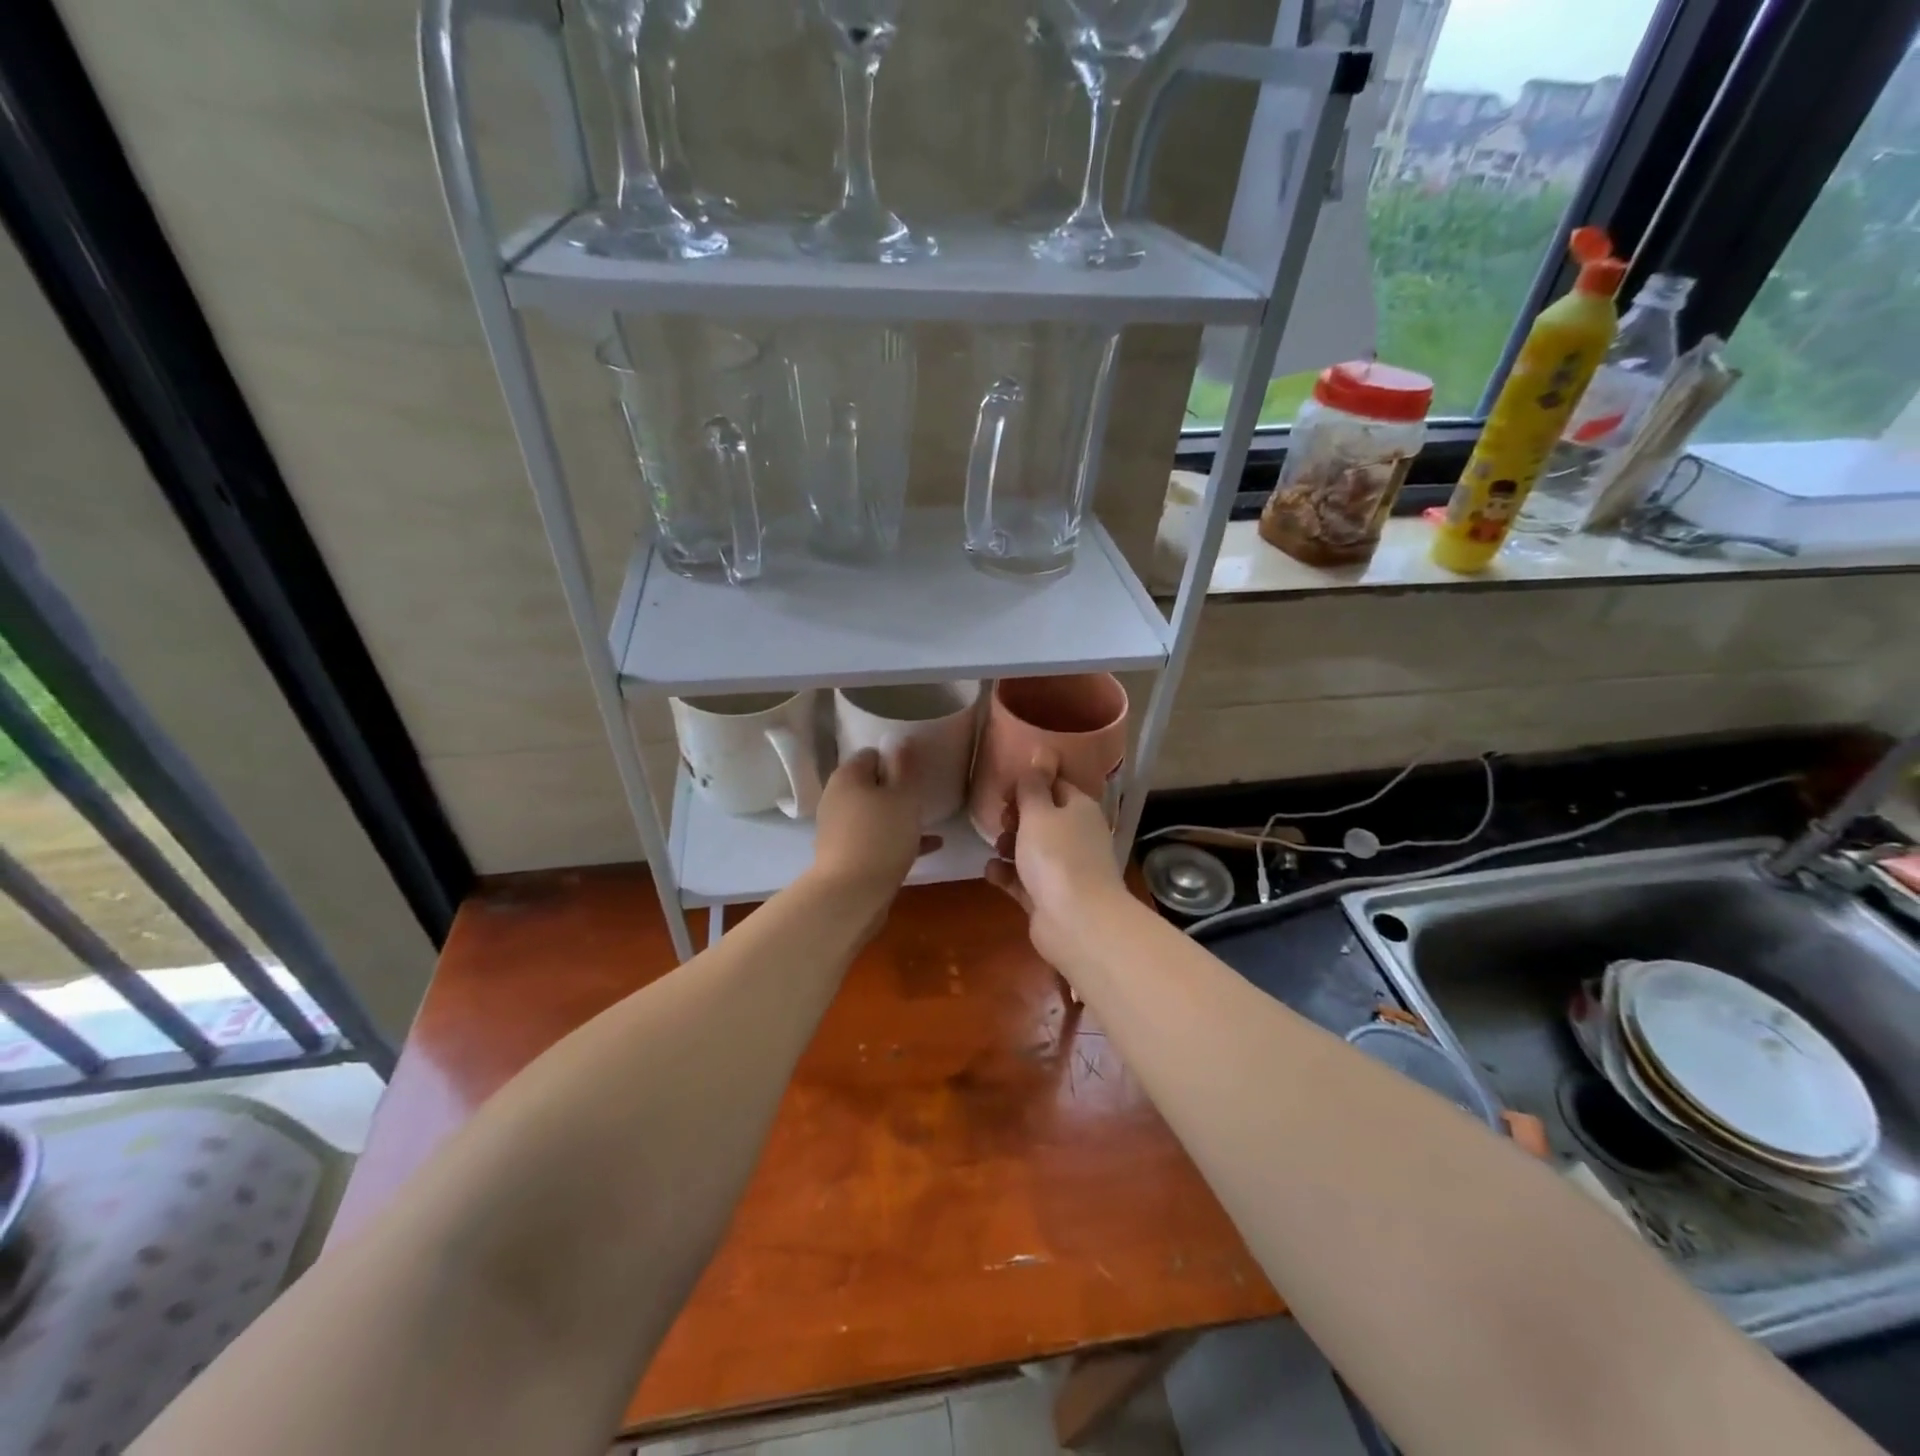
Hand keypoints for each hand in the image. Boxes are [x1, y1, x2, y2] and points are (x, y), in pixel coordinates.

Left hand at [808, 742, 939, 911]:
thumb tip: (898, 740)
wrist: (851, 895)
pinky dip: (897, 839)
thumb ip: (904, 767)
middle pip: (870, 785)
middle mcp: (837, 798)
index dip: (896, 759)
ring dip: (898, 816)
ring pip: (874, 814)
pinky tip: (929, 847)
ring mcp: (838, 829)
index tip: (918, 771)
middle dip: (896, 789)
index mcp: (847, 777)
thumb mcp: (903, 797)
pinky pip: (875, 839)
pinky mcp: (844, 855)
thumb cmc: (881, 836)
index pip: (871, 754)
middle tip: (923, 795)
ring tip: (929, 821)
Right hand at [984, 754, 1127, 966]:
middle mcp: (1076, 837)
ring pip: (1032, 850)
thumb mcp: (1039, 812)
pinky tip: (991, 872)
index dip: (1029, 784)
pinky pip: (1023, 880)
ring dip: (1010, 846)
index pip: (1056, 786)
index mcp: (1080, 810)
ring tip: (997, 849)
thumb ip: (1034, 784)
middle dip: (1017, 818)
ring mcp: (1064, 869)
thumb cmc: (1057, 857)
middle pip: (1042, 818)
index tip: (1003, 790)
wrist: (1077, 922)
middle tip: (1001, 821)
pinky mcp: (1049, 898)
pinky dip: (1008, 875)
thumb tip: (1042, 750)